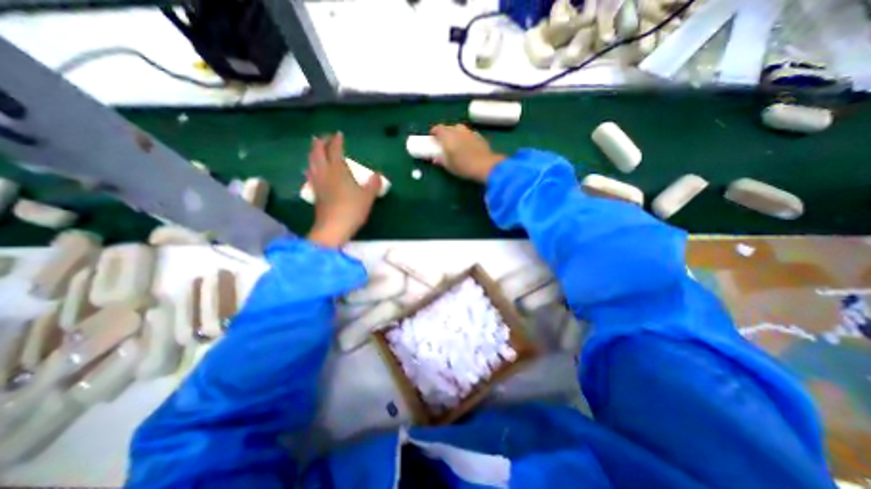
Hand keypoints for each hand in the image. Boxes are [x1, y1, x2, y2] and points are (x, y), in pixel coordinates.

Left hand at [305, 131, 381, 248]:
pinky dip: (311, 167)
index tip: (338, 134)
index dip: (336, 141)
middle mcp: (325, 173)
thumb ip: (374, 184)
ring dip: (313, 153)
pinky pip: (310, 174)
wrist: (333, 228)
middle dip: (320, 143)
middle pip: (318, 153)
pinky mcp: (315, 193)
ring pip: (311, 162)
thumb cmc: (352, 209)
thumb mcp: (368, 196)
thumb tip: (378, 174)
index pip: (335, 150)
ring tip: (315, 149)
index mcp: (338, 170)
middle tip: (323, 137)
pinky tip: (311, 170)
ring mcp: (317, 183)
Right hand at [428, 124, 504, 183]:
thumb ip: (440, 160)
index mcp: (448, 135)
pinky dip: (465, 138)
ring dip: (455, 134)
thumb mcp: (448, 166)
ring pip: (459, 129)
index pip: (438, 128)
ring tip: (455, 143)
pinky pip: (468, 134)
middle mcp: (458, 130)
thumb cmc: (463, 166)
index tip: (432, 138)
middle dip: (444, 133)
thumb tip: (435, 158)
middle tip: (443, 142)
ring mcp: (469, 132)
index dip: (434, 132)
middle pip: (448, 127)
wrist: (485, 166)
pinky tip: (466, 146)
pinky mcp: (478, 136)